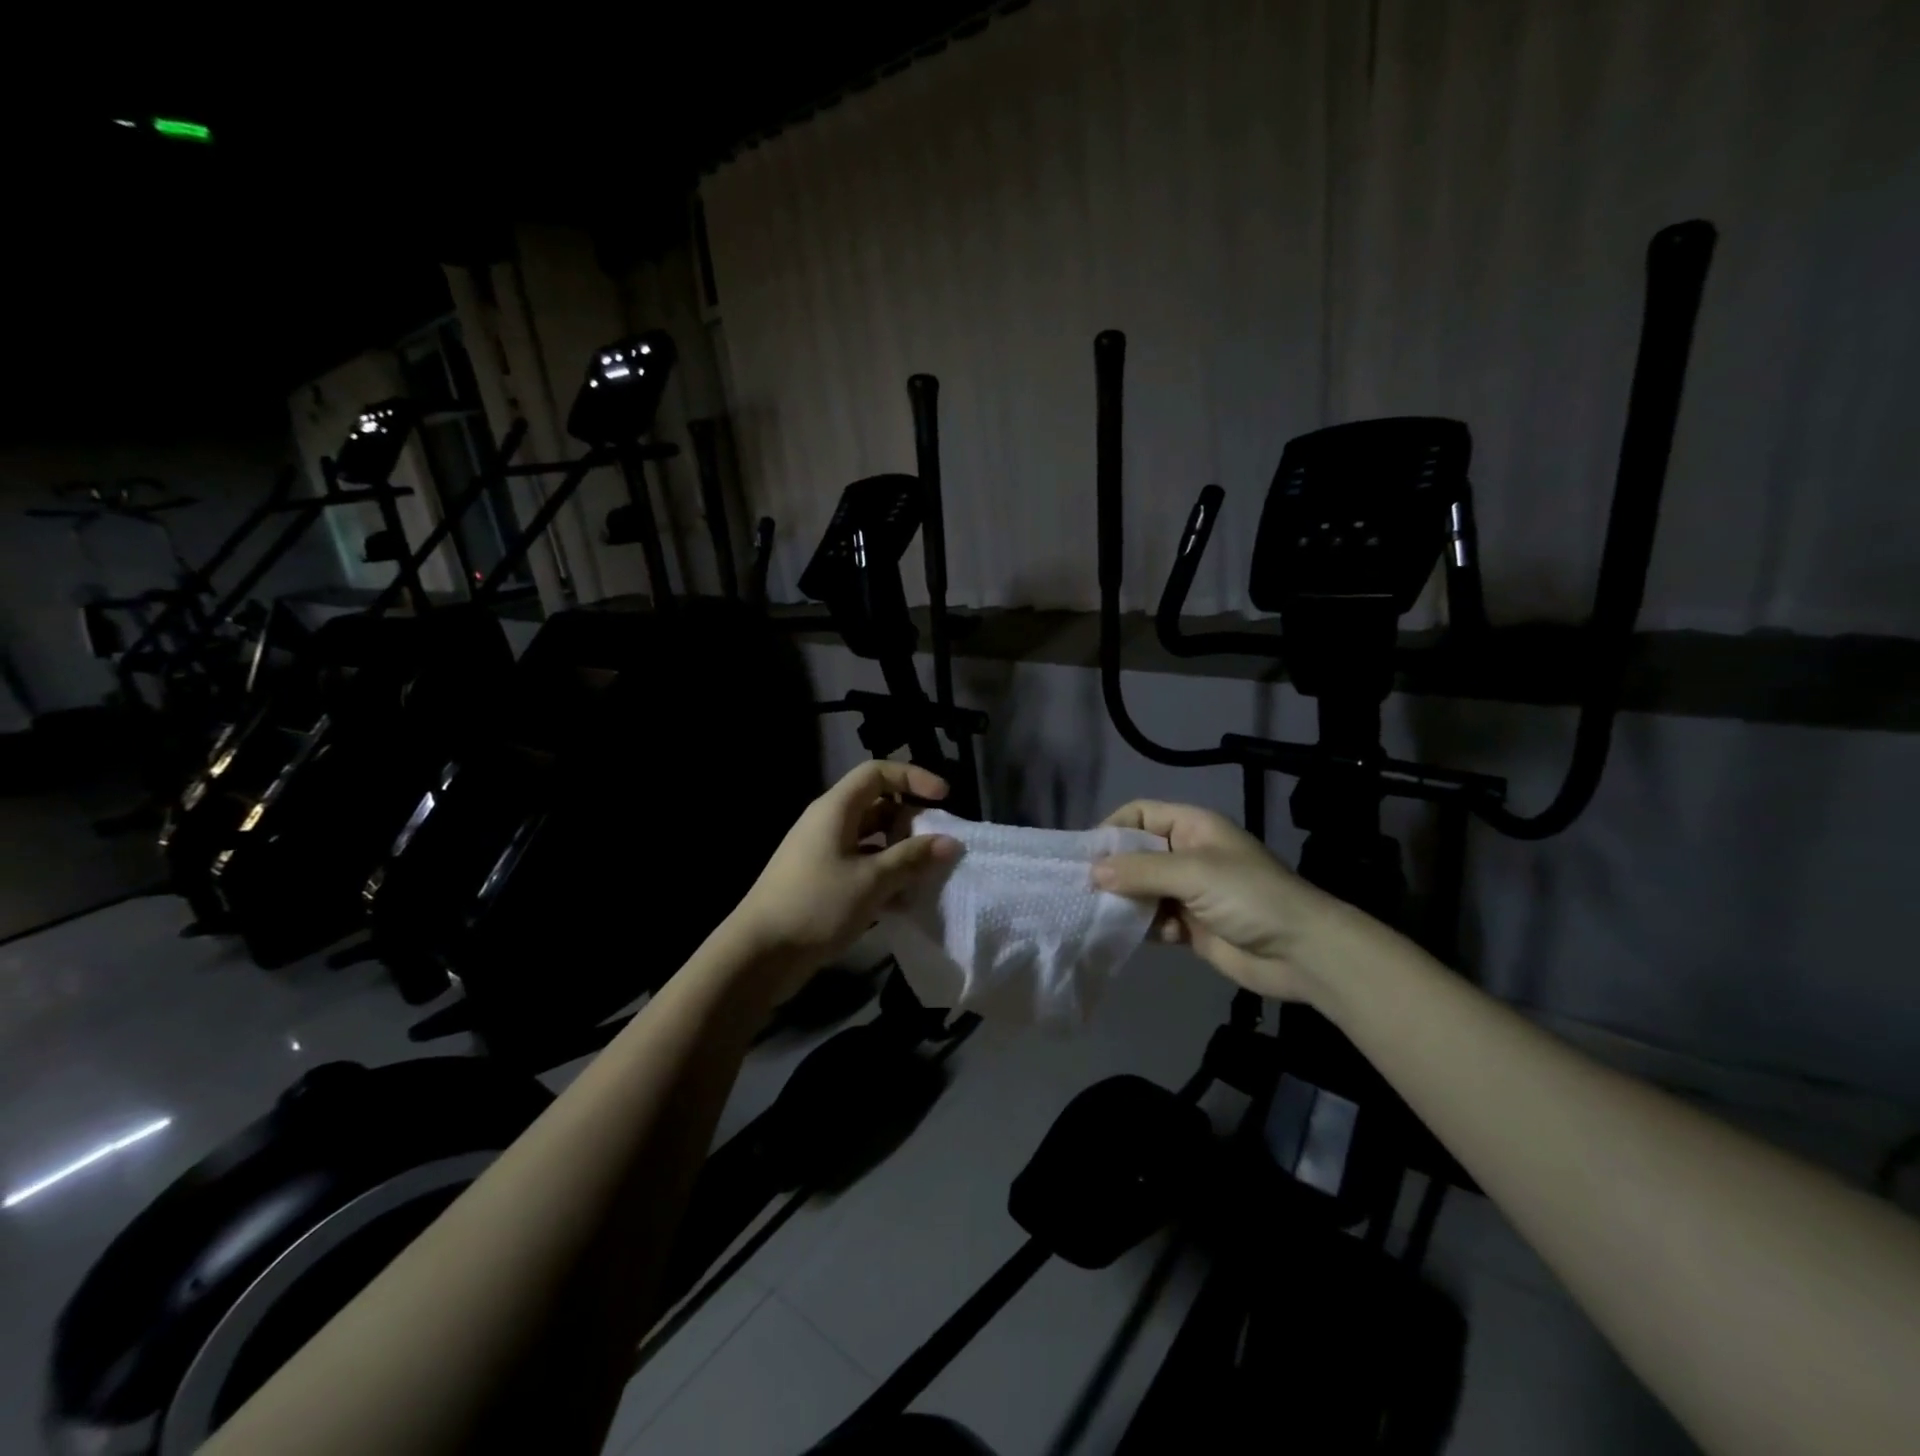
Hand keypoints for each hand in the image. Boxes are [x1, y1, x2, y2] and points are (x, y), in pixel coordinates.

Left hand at [724, 760, 960, 1001]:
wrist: (759, 954)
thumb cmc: (816, 905)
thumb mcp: (872, 881)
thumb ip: (912, 858)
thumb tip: (950, 842)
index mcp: (836, 810)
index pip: (877, 773)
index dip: (913, 778)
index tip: (944, 798)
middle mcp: (828, 823)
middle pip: (878, 806)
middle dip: (911, 823)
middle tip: (937, 847)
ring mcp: (823, 853)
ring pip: (872, 840)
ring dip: (901, 854)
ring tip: (926, 878)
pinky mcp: (822, 881)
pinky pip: (862, 866)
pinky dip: (885, 877)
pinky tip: (903, 904)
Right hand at [1091, 800, 1355, 1002]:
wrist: (1302, 952)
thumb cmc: (1249, 897)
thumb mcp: (1193, 872)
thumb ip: (1140, 870)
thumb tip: (1092, 872)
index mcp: (1193, 827)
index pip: (1141, 814)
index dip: (1114, 828)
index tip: (1088, 855)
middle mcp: (1188, 854)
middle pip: (1137, 853)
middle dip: (1114, 870)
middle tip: (1086, 890)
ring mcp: (1190, 891)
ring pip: (1143, 889)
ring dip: (1127, 902)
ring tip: (1108, 915)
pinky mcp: (1192, 925)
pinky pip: (1155, 919)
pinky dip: (1147, 927)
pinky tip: (1151, 935)